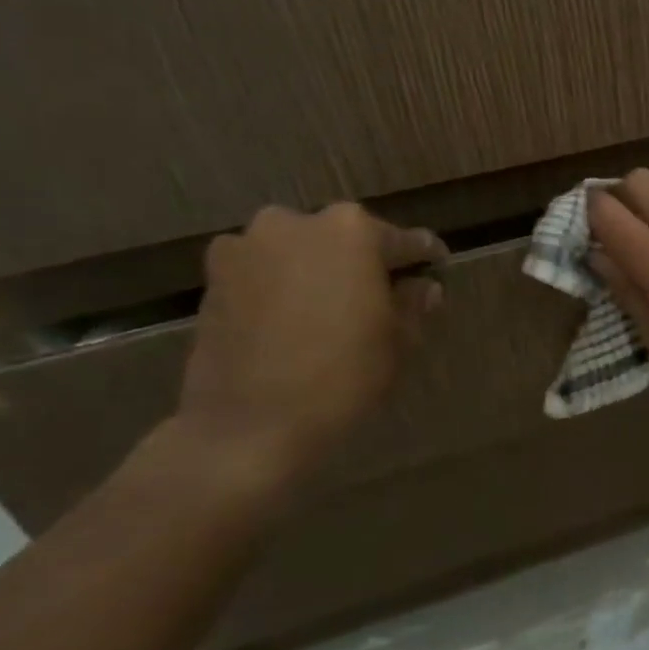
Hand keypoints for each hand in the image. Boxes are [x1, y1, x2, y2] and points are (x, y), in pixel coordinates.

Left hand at [176, 203, 445, 490]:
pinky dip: (282, 289)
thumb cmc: (341, 375)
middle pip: (346, 238)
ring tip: (333, 310)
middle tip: (381, 296)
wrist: (248, 425)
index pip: (404, 241)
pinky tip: (294, 323)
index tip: (435, 271)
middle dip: (365, 263)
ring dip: (319, 273)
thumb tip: (422, 287)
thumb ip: (412, 303)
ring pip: (301, 253)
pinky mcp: (213, 278)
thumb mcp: (398, 340)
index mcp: (352, 230)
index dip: (423, 260)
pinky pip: (264, 273)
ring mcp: (247, 247)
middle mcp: (296, 223)